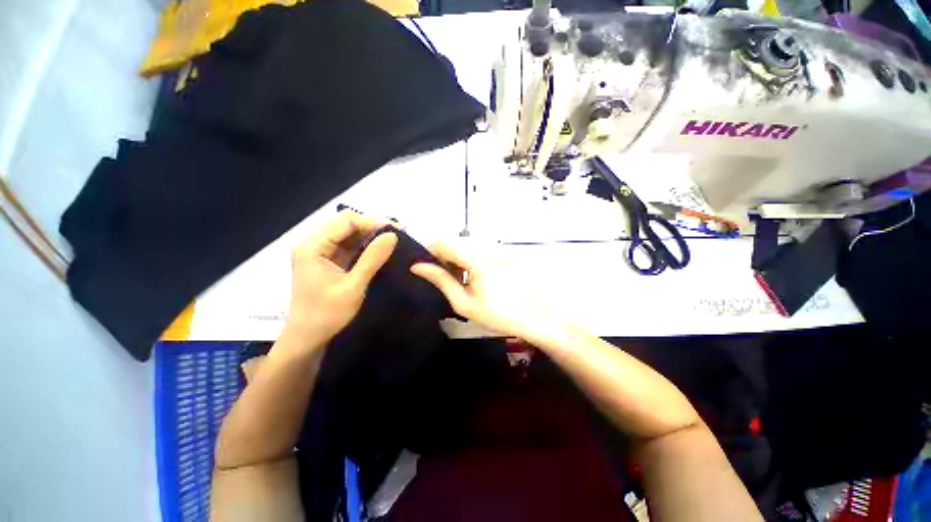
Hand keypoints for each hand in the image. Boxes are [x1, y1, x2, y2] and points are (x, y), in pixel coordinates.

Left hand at [283, 211, 396, 350]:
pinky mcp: (326, 260)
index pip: (346, 221)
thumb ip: (372, 258)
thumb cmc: (327, 314)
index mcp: (312, 246)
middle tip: (398, 235)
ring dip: (369, 236)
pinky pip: (347, 245)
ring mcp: (318, 251)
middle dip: (372, 227)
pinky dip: (364, 246)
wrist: (307, 338)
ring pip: (348, 233)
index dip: (372, 222)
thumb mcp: (353, 286)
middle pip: (345, 223)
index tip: (397, 230)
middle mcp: (312, 243)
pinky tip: (379, 249)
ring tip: (392, 241)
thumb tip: (393, 235)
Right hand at [410, 241, 552, 339]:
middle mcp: (485, 244)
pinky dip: (471, 258)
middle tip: (451, 282)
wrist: (535, 315)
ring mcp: (496, 245)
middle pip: (453, 241)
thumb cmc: (497, 313)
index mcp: (474, 255)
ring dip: (458, 258)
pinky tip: (479, 277)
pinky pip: (478, 247)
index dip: (431, 255)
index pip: (440, 241)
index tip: (434, 274)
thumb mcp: (463, 301)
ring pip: (465, 244)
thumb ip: (440, 280)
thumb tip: (417, 266)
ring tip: (465, 282)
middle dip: (445, 258)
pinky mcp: (503, 250)